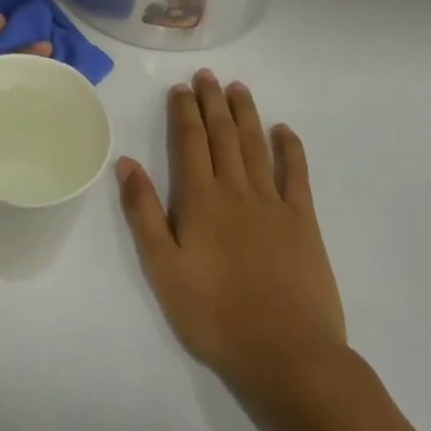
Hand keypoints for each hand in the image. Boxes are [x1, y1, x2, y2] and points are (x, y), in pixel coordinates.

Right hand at [116, 70, 349, 403]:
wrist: (287, 355)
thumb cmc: (214, 315)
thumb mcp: (162, 268)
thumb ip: (143, 212)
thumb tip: (126, 163)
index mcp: (200, 199)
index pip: (189, 142)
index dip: (184, 112)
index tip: (181, 88)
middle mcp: (236, 190)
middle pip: (222, 135)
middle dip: (213, 102)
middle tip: (207, 76)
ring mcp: (273, 203)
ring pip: (255, 145)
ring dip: (245, 114)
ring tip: (238, 88)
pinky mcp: (304, 222)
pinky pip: (296, 175)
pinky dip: (290, 149)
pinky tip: (284, 131)